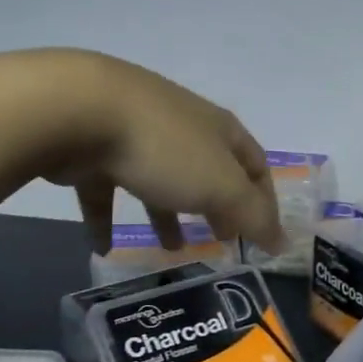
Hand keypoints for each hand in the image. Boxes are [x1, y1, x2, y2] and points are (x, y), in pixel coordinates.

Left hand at [40, 52, 283, 254]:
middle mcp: (182, 126)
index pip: (254, 164)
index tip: (265, 236)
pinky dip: (108, 219)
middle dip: (218, 206)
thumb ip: (253, 216)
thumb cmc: (165, 149)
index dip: (264, 200)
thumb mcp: (221, 186)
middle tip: (222, 240)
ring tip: (172, 250)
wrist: (78, 111)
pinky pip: (106, 190)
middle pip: (208, 171)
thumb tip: (284, 243)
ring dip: (167, 215)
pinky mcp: (93, 148)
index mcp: (218, 129)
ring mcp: (135, 134)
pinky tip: (104, 250)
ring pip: (159, 180)